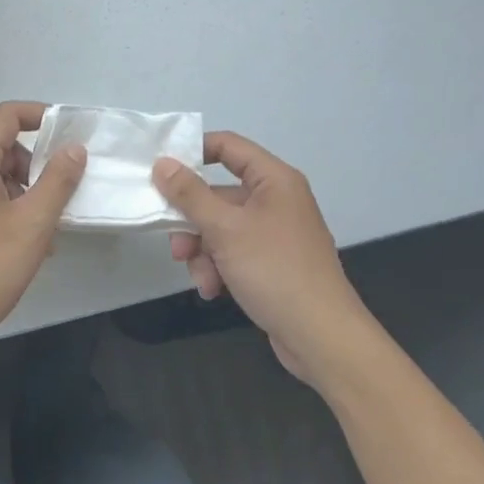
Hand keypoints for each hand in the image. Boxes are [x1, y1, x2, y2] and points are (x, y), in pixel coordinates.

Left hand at [0, 101, 87, 359]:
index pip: (7, 115)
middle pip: (2, 146)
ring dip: (26, 191)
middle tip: (63, 194)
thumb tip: (73, 149)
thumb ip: (58, 181)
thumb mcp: (33, 224)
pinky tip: (27, 243)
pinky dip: (8, 207)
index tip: (69, 135)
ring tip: (48, 229)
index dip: (40, 116)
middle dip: (37, 164)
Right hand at [152, 132, 365, 387]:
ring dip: (203, 251)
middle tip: (174, 243)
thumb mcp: (225, 229)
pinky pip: (234, 253)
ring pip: (222, 228)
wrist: (321, 336)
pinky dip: (219, 268)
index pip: (228, 146)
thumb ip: (189, 194)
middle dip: (193, 221)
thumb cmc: (274, 270)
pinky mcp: (273, 264)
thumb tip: (162, 163)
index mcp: (274, 180)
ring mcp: (276, 233)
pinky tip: (213, 290)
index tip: (162, 169)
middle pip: (219, 195)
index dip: (194, 151)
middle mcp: (277, 200)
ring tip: (201, 277)